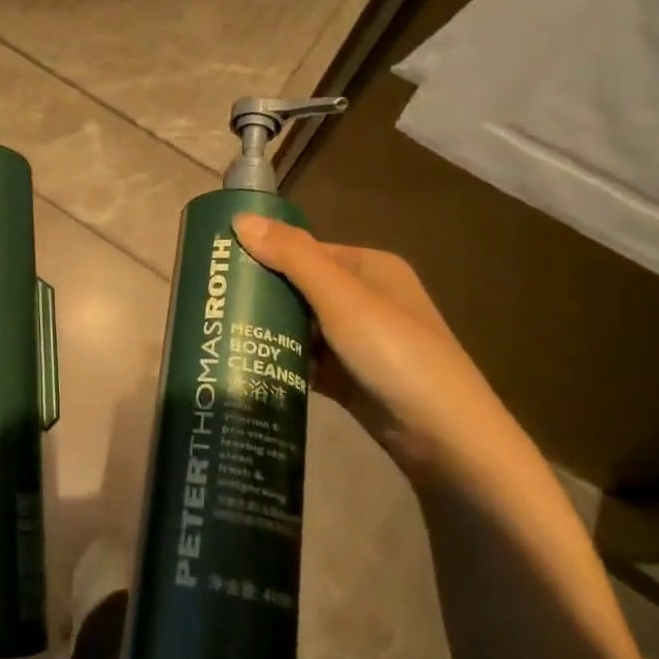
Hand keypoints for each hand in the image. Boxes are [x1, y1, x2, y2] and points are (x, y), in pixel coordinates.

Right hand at [231, 213, 519, 478]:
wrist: (446, 439)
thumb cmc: (396, 354)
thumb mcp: (342, 299)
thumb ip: (292, 257)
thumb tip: (239, 218)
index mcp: (369, 267)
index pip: (305, 250)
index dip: (263, 252)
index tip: (218, 264)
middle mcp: (364, 298)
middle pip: (299, 287)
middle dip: (260, 293)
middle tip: (212, 300)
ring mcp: (358, 341)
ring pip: (300, 325)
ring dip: (267, 328)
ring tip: (218, 330)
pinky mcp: (349, 377)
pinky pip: (305, 359)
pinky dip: (280, 359)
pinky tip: (245, 362)